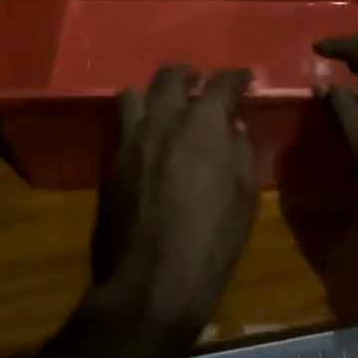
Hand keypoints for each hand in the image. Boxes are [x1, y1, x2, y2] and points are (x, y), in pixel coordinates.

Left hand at [90, 65, 257, 347]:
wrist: (152, 282)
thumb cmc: (211, 241)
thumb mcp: (244, 197)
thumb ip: (240, 152)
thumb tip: (232, 128)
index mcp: (203, 123)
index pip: (222, 83)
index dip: (236, 78)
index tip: (245, 80)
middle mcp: (164, 119)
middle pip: (172, 76)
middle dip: (190, 75)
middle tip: (200, 85)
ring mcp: (132, 139)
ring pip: (136, 93)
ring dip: (154, 96)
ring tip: (165, 109)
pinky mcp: (112, 162)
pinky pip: (122, 127)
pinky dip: (138, 124)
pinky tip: (148, 141)